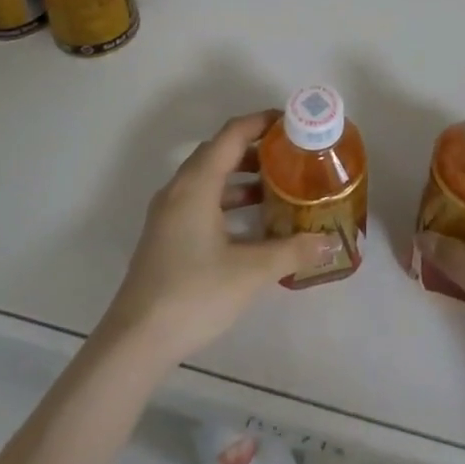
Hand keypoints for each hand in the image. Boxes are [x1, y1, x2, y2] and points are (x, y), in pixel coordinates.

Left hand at [99, 112, 337, 369]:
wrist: (135, 341)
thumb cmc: (194, 294)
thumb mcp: (250, 272)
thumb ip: (291, 251)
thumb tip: (329, 242)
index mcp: (197, 184)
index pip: (232, 134)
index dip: (262, 122)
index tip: (293, 122)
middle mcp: (179, 188)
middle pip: (219, 151)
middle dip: (255, 148)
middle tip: (291, 154)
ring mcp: (168, 212)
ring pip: (208, 177)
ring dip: (241, 175)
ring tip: (278, 186)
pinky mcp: (165, 234)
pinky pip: (200, 198)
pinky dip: (227, 198)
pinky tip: (251, 223)